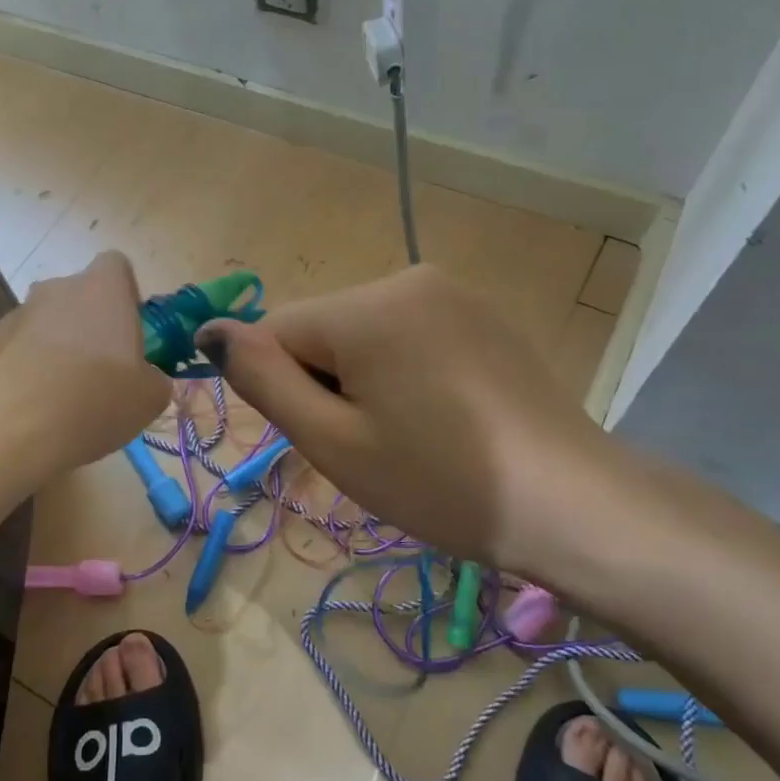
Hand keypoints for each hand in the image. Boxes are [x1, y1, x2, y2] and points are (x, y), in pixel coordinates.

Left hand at [0, 252, 171, 488]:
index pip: (117, 266)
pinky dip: (30, 372)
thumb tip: (145, 378)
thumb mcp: (150, 398)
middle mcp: (56, 290)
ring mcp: (16, 316)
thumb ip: (153, 377)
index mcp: (102, 289)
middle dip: (91, 327)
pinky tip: (34, 410)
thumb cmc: (94, 400)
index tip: (130, 333)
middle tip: (102, 373)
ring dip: (58, 350)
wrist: (8, 429)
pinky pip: (20, 352)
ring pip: (48, 325)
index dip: (126, 296)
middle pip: (79, 297)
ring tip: (65, 400)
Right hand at [197, 265, 636, 576]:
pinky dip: (404, 372)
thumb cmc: (438, 481)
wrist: (570, 502)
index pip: (278, 332)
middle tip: (372, 446)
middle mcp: (407, 278)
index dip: (288, 389)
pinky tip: (441, 417)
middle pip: (323, 330)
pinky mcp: (481, 314)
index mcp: (366, 307)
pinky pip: (409, 334)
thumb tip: (209, 330)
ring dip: (365, 380)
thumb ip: (263, 380)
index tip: (329, 437)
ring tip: (410, 435)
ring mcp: (452, 292)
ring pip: (364, 334)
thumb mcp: (333, 441)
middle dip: (328, 383)